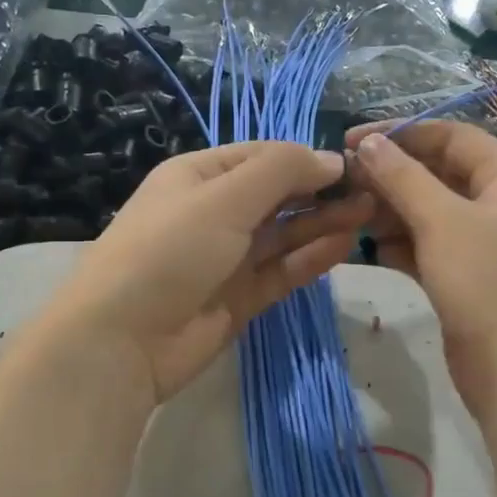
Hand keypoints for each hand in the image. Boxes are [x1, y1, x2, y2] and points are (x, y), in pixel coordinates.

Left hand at [41, 141, 372, 405]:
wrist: (123, 339)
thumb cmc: (169, 250)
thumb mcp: (223, 198)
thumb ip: (279, 173)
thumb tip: (330, 159)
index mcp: (199, 176)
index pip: (261, 156)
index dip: (305, 158)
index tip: (351, 165)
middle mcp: (214, 213)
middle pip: (277, 196)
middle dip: (320, 192)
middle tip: (374, 192)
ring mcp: (227, 258)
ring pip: (284, 235)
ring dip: (323, 223)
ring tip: (370, 215)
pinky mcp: (240, 298)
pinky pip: (282, 271)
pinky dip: (311, 258)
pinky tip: (344, 245)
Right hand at [346, 122, 496, 426]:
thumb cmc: (491, 283)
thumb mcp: (443, 221)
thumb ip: (403, 177)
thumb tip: (369, 143)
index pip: (450, 136)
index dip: (399, 134)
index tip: (348, 141)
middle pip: (439, 175)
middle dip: (391, 178)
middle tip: (342, 185)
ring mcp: (488, 245)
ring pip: (431, 215)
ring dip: (391, 213)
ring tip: (348, 217)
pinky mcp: (471, 281)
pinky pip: (431, 250)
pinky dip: (402, 247)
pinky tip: (370, 251)